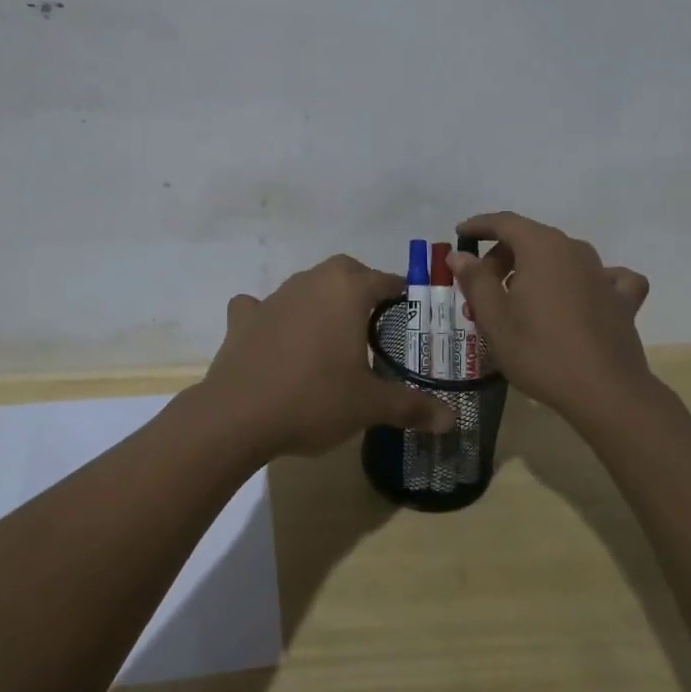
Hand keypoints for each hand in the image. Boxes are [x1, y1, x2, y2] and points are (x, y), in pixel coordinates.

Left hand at [203, 254, 456, 458]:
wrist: (238, 415)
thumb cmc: (315, 399)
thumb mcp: (370, 406)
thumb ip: (412, 407)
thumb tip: (452, 420)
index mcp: (347, 290)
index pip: (384, 280)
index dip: (400, 293)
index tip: (409, 311)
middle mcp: (311, 281)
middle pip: (344, 272)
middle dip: (361, 288)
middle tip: (373, 321)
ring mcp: (274, 297)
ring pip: (306, 285)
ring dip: (320, 301)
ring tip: (330, 334)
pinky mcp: (243, 318)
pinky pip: (262, 307)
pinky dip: (272, 316)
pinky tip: (275, 336)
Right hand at [448, 212, 652, 424]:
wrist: (606, 392)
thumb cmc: (540, 352)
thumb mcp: (494, 319)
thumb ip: (475, 280)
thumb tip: (460, 255)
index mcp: (541, 247)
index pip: (504, 222)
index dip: (479, 226)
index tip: (461, 234)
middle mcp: (574, 249)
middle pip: (532, 239)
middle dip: (502, 257)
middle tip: (482, 289)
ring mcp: (603, 273)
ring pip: (561, 258)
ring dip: (535, 271)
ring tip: (519, 302)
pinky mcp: (623, 300)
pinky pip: (603, 278)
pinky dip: (586, 282)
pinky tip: (583, 297)